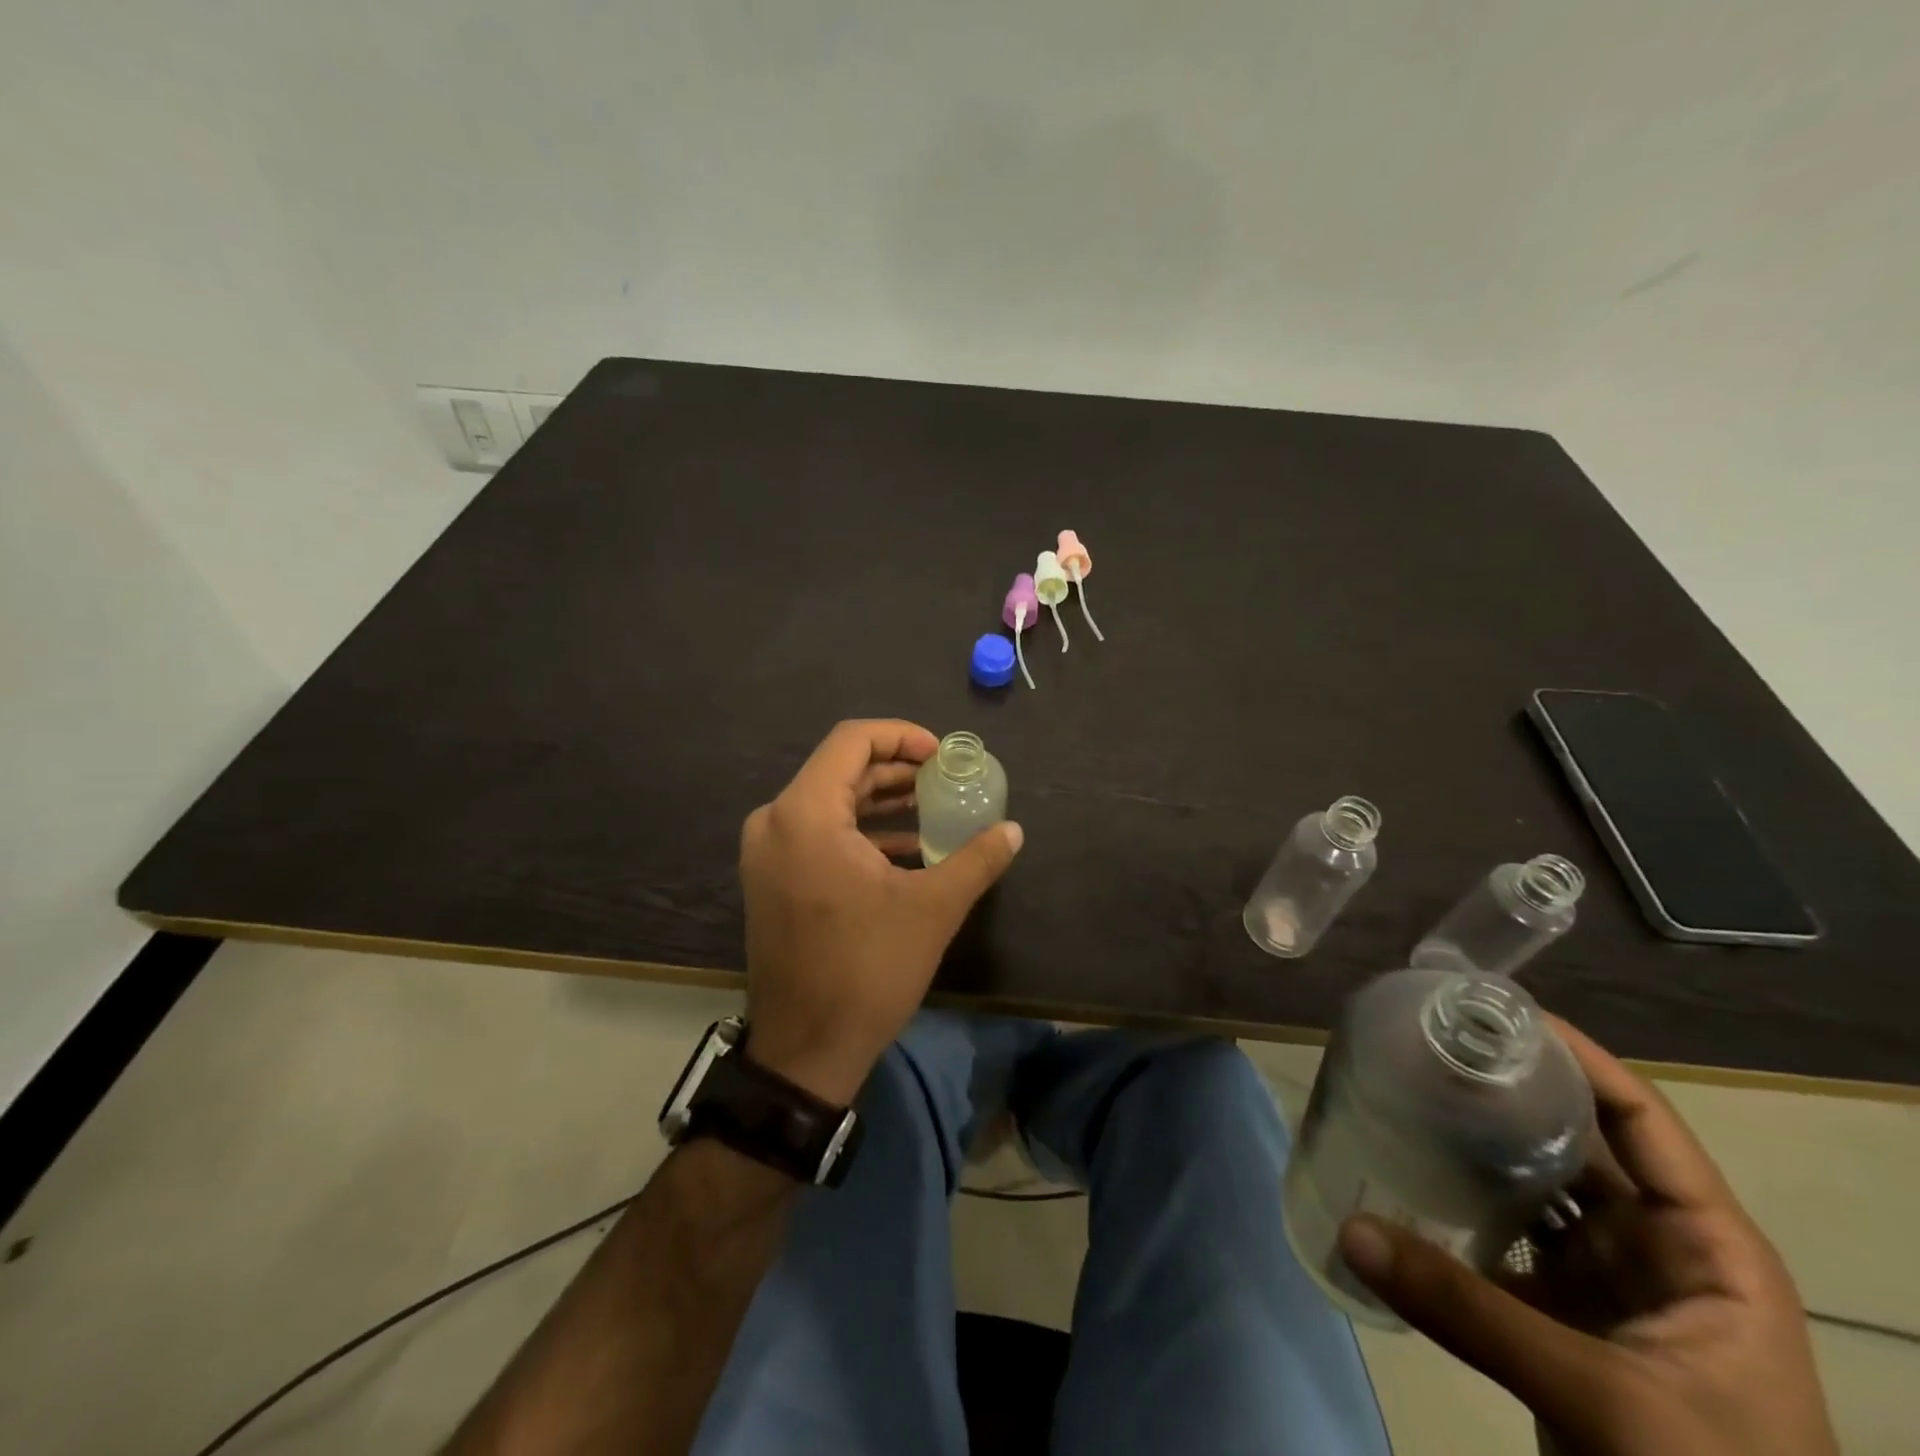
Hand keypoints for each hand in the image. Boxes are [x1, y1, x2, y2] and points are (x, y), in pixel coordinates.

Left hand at [739, 720, 1022, 1104]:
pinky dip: (861, 831)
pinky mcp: (772, 879)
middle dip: (896, 769)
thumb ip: (976, 859)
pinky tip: (907, 848)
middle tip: (944, 779)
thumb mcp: (933, 908)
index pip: (852, 740)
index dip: (902, 736)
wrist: (805, 1050)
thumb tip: (1014, 830)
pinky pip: (819, 833)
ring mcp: (767, 852)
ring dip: (881, 800)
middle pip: (841, 769)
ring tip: (932, 806)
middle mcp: (775, 821)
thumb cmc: (867, 970)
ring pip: (830, 801)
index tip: (942, 755)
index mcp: (805, 814)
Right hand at [1338, 1019, 1837, 1455]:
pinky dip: (1459, 1212)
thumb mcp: (1608, 1403)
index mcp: (1705, 1249)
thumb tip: (1350, 1227)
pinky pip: (1504, 1242)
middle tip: (1429, 1047)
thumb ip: (1473, 1313)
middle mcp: (1656, 1251)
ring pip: (1534, 1190)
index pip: (1641, 1120)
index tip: (1496, 1012)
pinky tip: (1407, 1182)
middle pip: (1577, 1143)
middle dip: (1507, 1094)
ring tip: (1407, 1096)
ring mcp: (1609, 1286)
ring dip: (1477, 1150)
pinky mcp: (1565, 1320)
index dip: (1577, 1057)